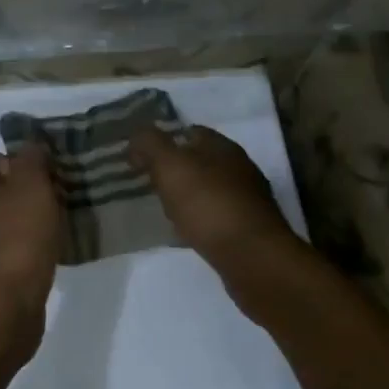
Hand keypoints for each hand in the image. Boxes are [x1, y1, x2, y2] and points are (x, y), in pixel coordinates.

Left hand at [0, 149, 61, 357]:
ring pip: (2, 217)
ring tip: (58, 220)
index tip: (34, 169)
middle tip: (54, 193)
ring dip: (28, 216)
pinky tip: (51, 249)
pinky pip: (9, 245)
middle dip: (23, 188)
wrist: (4, 304)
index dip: (5, 158)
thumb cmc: (17, 236)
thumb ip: (31, 159)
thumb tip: (30, 147)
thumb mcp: (31, 185)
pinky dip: (27, 243)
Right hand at [128, 125, 310, 283]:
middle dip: (174, 170)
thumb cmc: (207, 203)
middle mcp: (239, 168)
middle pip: (200, 161)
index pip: (190, 132)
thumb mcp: (169, 165)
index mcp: (222, 146)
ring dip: (186, 196)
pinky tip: (185, 232)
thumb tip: (137, 136)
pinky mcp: (248, 228)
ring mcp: (247, 199)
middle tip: (147, 183)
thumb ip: (150, 144)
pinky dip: (198, 220)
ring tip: (163, 209)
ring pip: (208, 189)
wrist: (251, 256)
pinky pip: (215, 216)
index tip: (140, 158)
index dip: (164, 141)